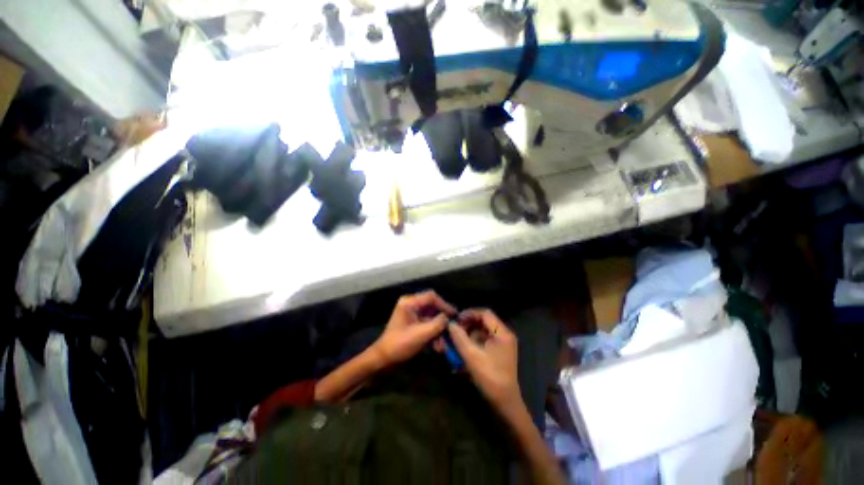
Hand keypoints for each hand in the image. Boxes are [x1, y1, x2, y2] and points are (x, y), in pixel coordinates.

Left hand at [373, 291, 455, 366]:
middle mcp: (411, 305)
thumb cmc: (400, 344)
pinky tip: (437, 347)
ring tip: (443, 344)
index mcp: (410, 302)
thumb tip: (448, 318)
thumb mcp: (421, 334)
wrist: (383, 360)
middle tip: (453, 328)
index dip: (444, 305)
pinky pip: (428, 325)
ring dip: (438, 330)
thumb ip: (437, 324)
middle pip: (433, 307)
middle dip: (442, 320)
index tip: (454, 315)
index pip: (431, 297)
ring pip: (432, 318)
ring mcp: (413, 315)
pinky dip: (433, 334)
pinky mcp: (414, 325)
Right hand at [447, 309, 521, 415]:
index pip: (485, 313)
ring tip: (457, 340)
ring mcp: (502, 344)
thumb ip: (460, 337)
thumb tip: (450, 324)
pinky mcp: (498, 351)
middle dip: (468, 324)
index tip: (456, 320)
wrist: (505, 403)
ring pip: (482, 330)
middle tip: (455, 330)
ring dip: (469, 333)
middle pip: (483, 321)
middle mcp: (504, 335)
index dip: (469, 314)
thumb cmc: (490, 378)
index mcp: (502, 333)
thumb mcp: (472, 356)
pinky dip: (473, 342)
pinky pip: (483, 340)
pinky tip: (463, 348)